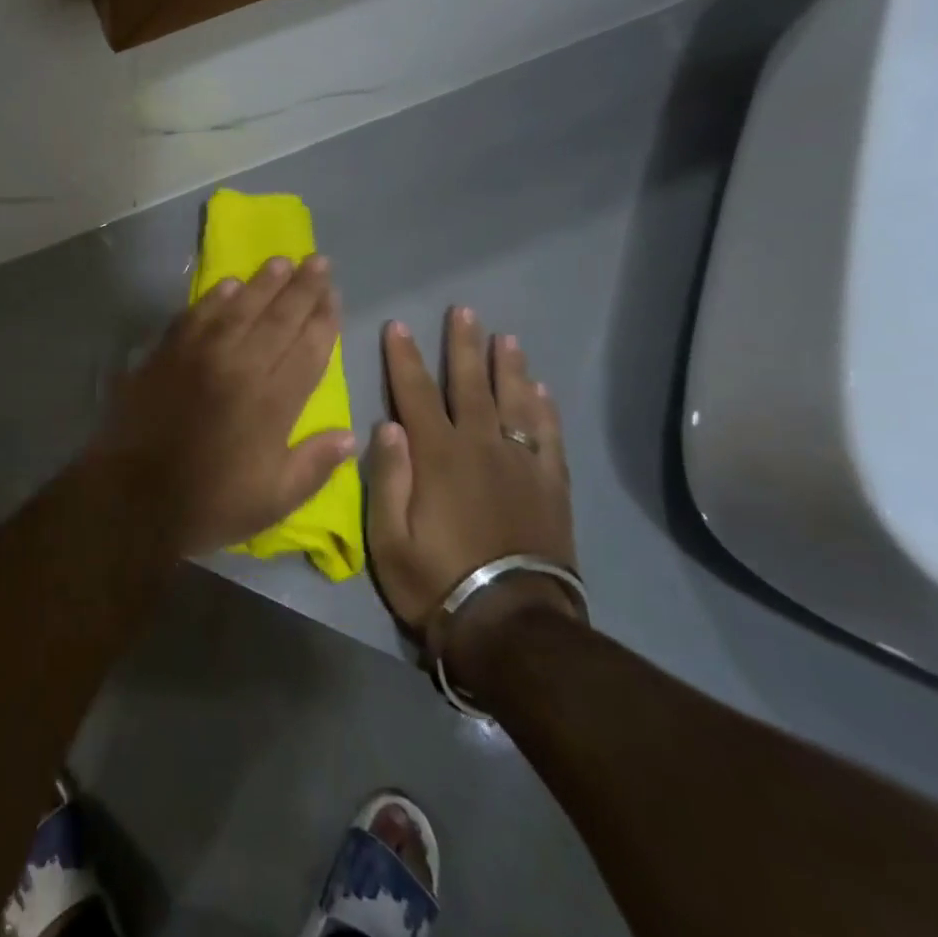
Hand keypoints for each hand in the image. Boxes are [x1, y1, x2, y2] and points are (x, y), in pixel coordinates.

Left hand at [85, 256, 355, 558]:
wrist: (131, 496)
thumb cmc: (209, 503)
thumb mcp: (274, 500)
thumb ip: (314, 465)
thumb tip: (349, 435)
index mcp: (273, 402)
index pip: (309, 348)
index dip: (324, 319)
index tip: (335, 294)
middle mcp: (241, 367)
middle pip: (279, 318)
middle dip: (303, 288)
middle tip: (319, 261)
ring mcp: (200, 356)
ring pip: (239, 308)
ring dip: (263, 282)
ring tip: (282, 261)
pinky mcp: (166, 354)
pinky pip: (196, 316)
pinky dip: (215, 298)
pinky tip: (228, 285)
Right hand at [367, 307, 579, 684]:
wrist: (511, 625)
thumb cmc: (436, 579)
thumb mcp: (388, 536)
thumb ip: (387, 476)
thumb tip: (387, 424)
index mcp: (437, 455)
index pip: (415, 393)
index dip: (405, 357)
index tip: (399, 325)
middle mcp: (480, 447)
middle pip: (470, 385)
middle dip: (463, 346)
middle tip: (464, 311)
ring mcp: (520, 465)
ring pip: (514, 403)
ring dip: (508, 368)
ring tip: (506, 338)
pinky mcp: (550, 487)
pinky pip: (548, 437)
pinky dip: (544, 411)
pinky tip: (541, 392)